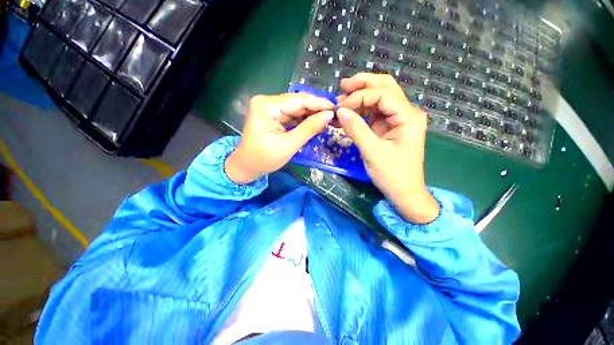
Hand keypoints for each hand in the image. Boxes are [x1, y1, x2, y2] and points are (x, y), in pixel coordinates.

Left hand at [225, 93, 334, 183]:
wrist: (246, 166)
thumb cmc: (265, 158)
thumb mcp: (289, 145)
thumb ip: (309, 128)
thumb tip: (328, 115)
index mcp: (267, 106)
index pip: (298, 100)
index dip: (319, 104)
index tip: (335, 109)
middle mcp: (267, 101)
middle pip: (297, 102)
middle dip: (316, 109)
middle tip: (333, 116)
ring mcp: (269, 107)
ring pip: (296, 108)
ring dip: (311, 114)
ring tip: (327, 120)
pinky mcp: (272, 115)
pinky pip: (291, 114)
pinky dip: (303, 119)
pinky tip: (315, 123)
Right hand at [336, 73, 438, 223]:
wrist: (403, 192)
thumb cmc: (392, 175)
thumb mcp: (372, 152)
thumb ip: (356, 129)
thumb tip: (340, 111)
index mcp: (408, 116)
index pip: (382, 95)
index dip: (359, 97)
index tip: (340, 108)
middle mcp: (406, 113)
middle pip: (385, 88)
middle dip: (363, 84)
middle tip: (342, 86)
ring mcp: (398, 120)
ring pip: (379, 98)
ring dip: (361, 96)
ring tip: (342, 99)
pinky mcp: (389, 128)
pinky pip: (375, 112)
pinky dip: (361, 110)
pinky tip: (349, 112)